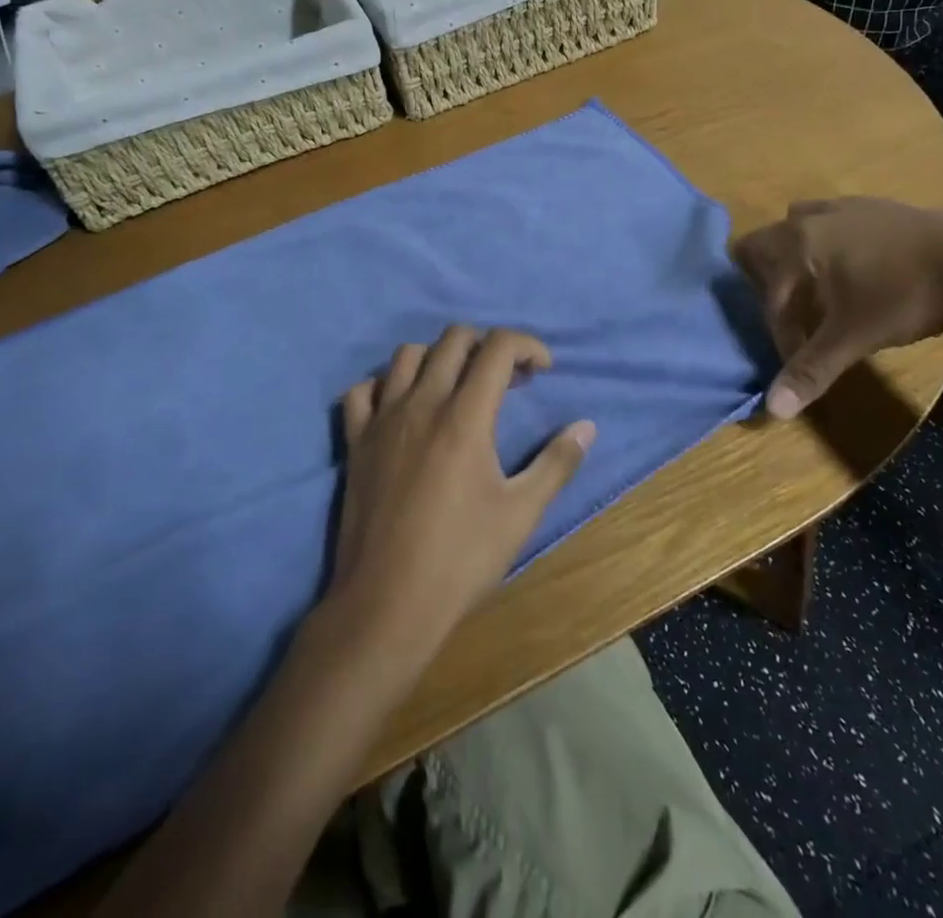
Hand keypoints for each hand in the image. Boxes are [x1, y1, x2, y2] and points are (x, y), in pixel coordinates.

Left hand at [328, 327, 594, 656]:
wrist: (386, 604)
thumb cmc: (461, 559)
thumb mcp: (521, 513)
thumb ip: (556, 463)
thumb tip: (587, 426)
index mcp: (465, 416)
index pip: (498, 347)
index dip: (527, 345)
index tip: (542, 370)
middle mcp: (422, 403)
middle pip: (454, 338)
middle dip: (487, 345)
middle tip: (506, 380)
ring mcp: (382, 419)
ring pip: (407, 355)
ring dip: (439, 358)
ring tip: (457, 388)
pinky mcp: (355, 441)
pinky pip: (362, 391)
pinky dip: (385, 386)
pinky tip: (402, 408)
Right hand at [734, 199, 942, 418]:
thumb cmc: (906, 296)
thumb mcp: (854, 337)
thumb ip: (811, 370)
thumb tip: (772, 411)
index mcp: (796, 244)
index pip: (769, 294)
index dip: (779, 333)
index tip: (802, 358)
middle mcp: (811, 218)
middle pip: (763, 243)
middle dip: (767, 281)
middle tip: (792, 315)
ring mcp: (846, 207)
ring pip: (797, 225)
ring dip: (796, 256)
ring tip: (818, 290)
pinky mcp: (877, 206)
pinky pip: (832, 221)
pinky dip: (829, 245)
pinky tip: (859, 271)